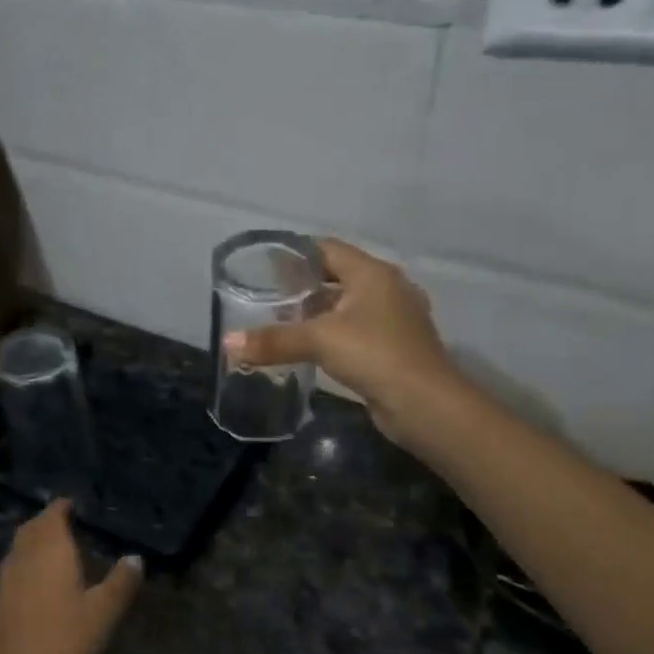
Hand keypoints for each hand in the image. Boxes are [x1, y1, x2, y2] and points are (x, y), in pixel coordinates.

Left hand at [0, 500, 143, 653]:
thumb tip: (135, 558)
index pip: (53, 515)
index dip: (63, 507)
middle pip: (32, 529)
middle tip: (69, 525)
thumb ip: (121, 581)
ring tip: (58, 553)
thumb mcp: (104, 613)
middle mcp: (23, 557)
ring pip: (19, 549)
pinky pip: (13, 571)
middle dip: (48, 523)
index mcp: (49, 550)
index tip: (77, 506)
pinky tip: (41, 585)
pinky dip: (27, 566)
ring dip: (35, 544)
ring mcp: (5, 581)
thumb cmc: (66, 643)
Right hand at [224, 238, 457, 440]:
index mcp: (373, 273)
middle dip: (304, 286)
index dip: (296, 254)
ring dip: (319, 313)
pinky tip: (312, 349)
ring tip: (283, 322)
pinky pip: (357, 330)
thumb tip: (228, 342)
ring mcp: (395, 319)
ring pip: (348, 306)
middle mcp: (387, 289)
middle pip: (338, 277)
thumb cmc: (373, 355)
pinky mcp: (395, 347)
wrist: (424, 403)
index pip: (328, 250)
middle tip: (268, 296)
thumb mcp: (318, 341)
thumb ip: (273, 340)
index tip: (265, 266)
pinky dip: (334, 334)